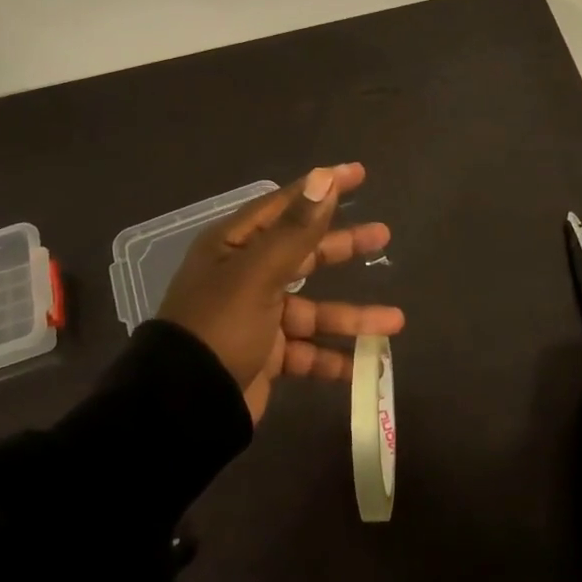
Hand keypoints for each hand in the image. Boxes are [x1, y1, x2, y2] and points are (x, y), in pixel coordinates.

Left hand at [158, 163, 403, 422]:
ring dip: (353, 316)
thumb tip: (323, 178)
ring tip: (396, 321)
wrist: (185, 407)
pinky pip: (308, 351)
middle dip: (344, 247)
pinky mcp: (267, 356)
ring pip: (315, 309)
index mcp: (235, 247)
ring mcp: (258, 317)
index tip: (358, 174)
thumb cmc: (220, 326)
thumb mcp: (257, 273)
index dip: (321, 189)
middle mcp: (246, 275)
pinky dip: (334, 358)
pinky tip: (366, 364)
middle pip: (305, 253)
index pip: (285, 205)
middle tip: (383, 236)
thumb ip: (296, 230)